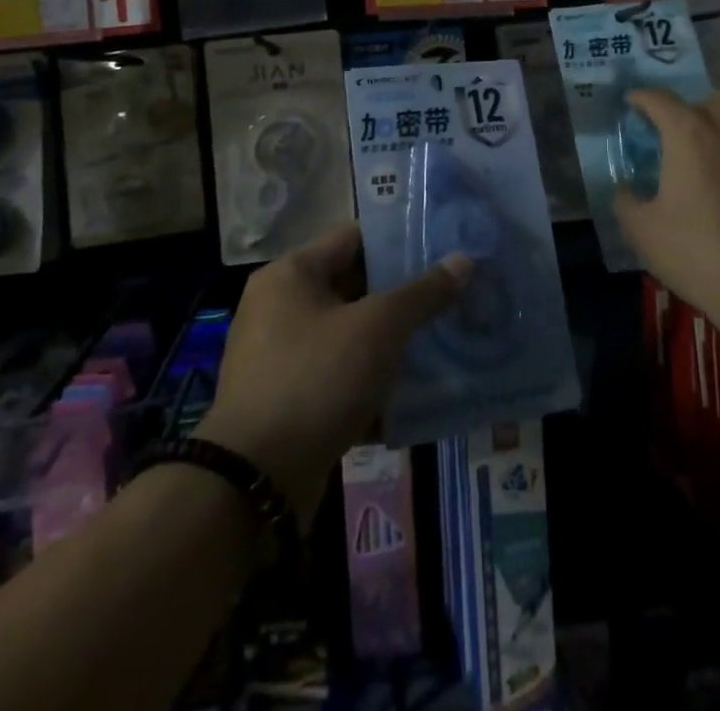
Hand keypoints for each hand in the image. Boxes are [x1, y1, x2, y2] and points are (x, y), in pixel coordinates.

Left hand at [198, 225, 469, 520]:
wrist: (255, 482)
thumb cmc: (316, 379)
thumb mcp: (378, 328)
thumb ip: (422, 293)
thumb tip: (464, 260)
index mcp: (291, 273)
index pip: (354, 238)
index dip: (399, 242)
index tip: (441, 250)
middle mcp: (278, 306)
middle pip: (351, 285)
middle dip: (401, 295)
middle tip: (450, 296)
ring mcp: (279, 355)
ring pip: (348, 334)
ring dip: (389, 340)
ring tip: (441, 340)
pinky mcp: (286, 400)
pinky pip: (337, 374)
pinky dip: (370, 379)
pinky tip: (412, 391)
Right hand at [616, 90, 719, 323]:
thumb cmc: (698, 253)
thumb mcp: (642, 231)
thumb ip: (627, 201)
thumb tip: (626, 189)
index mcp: (690, 135)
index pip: (661, 100)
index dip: (643, 98)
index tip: (633, 103)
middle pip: (713, 99)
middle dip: (693, 107)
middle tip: (679, 131)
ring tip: (718, 148)